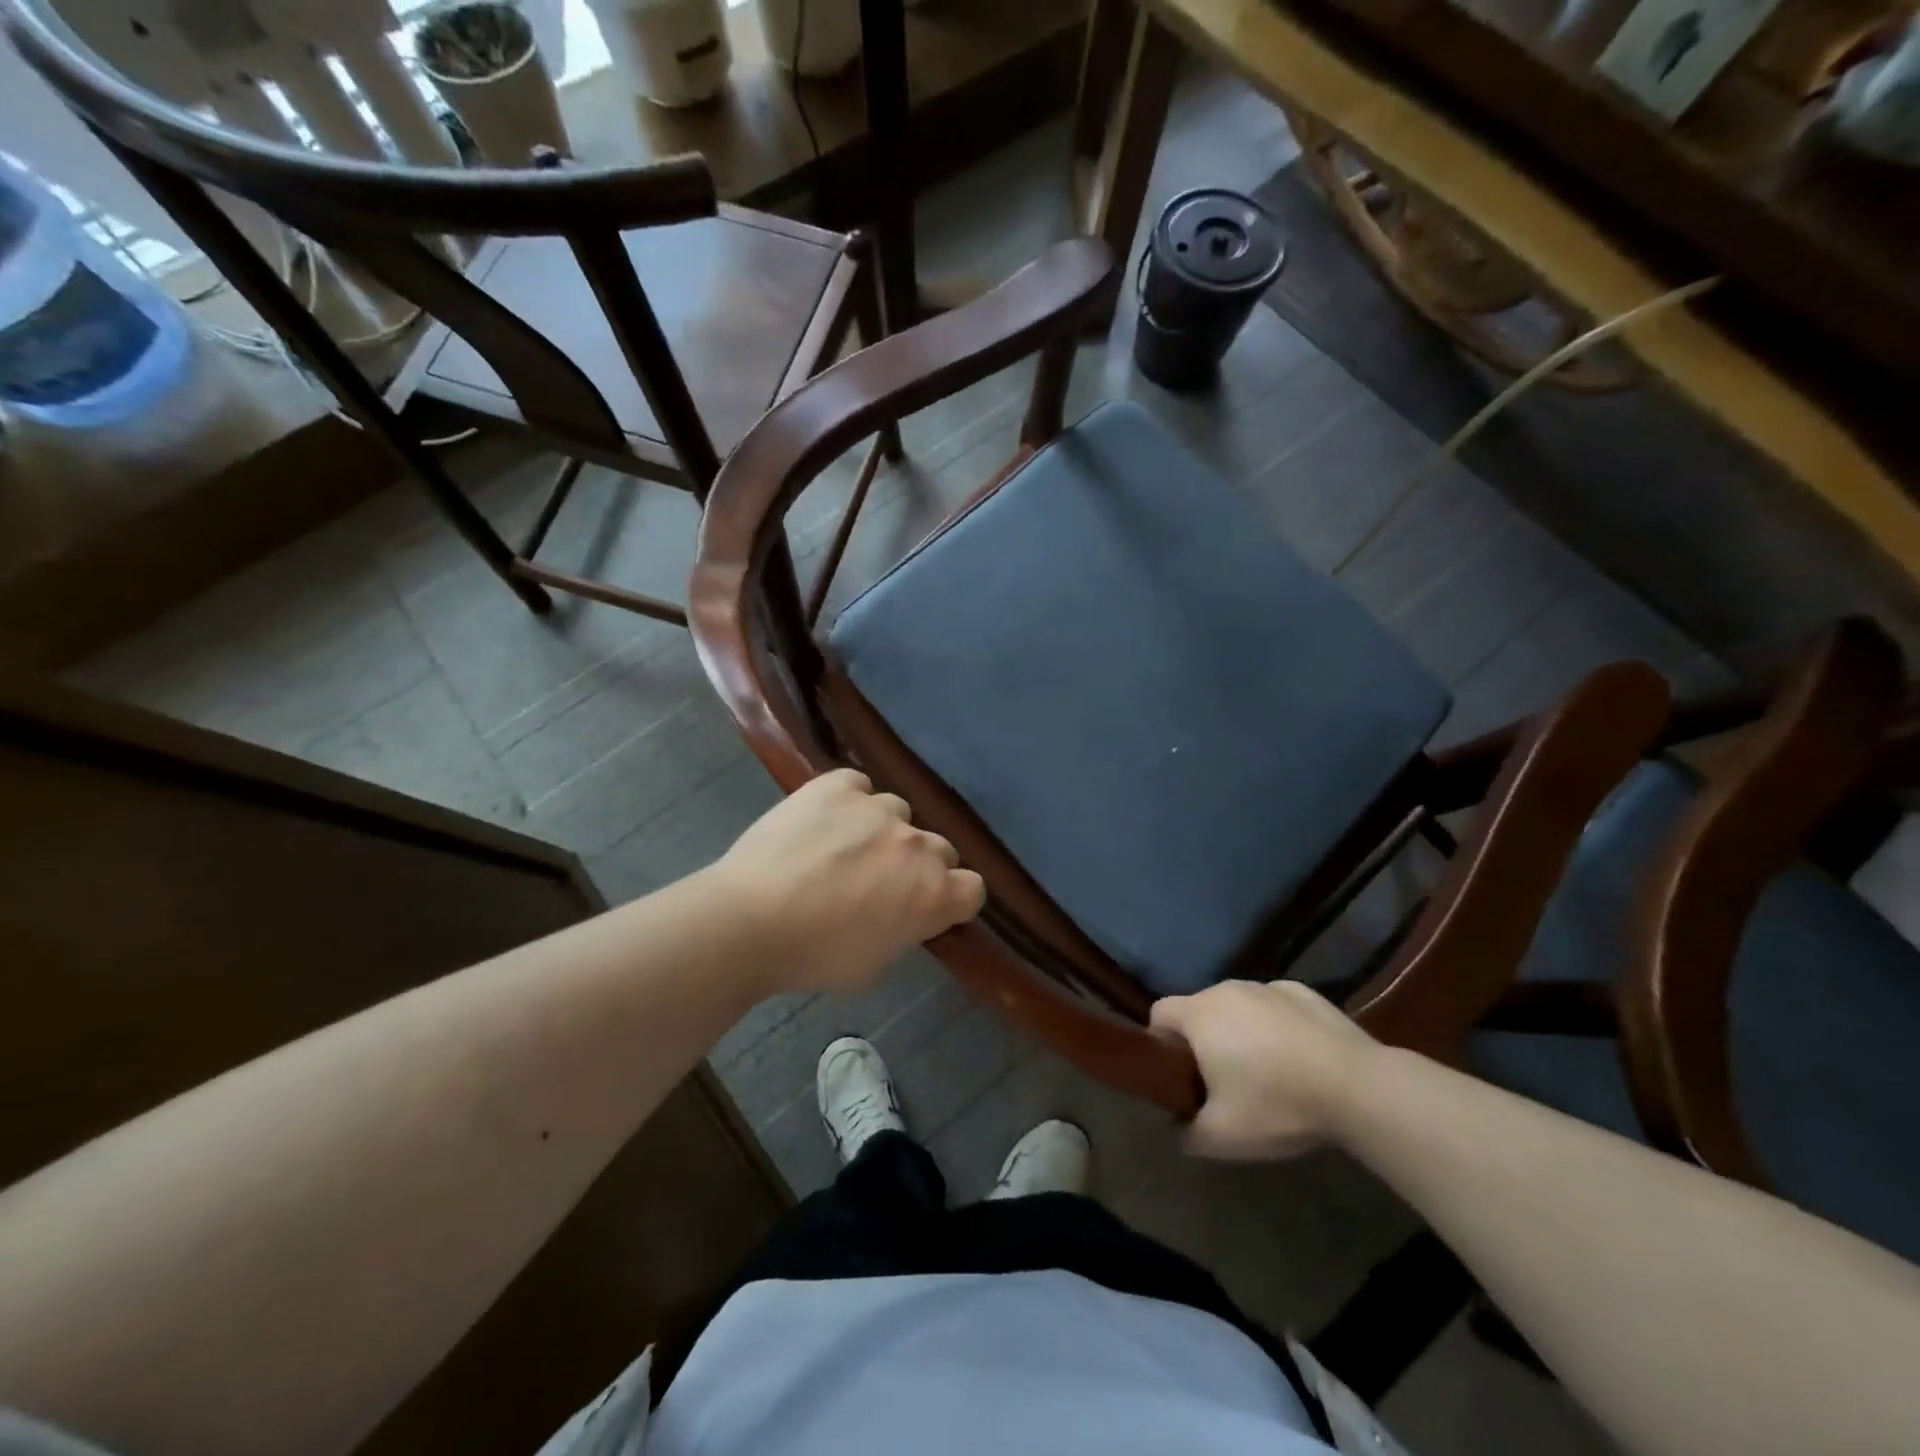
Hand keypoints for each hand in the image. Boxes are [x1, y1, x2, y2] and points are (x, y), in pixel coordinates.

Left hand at [711, 768, 985, 994]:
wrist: (750, 920)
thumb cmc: (814, 957)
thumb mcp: (875, 965)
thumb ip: (905, 931)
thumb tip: (902, 914)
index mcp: (934, 893)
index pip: (973, 887)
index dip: (952, 899)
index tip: (927, 909)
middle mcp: (917, 843)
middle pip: (939, 848)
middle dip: (917, 864)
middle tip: (879, 882)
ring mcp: (878, 807)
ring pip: (898, 813)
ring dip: (882, 830)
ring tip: (842, 847)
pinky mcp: (838, 785)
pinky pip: (858, 786)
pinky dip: (847, 800)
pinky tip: (822, 820)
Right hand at [1150, 980, 1377, 1160]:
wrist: (1356, 1086)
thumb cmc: (1276, 1103)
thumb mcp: (1223, 1136)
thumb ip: (1189, 1133)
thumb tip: (1179, 1130)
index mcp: (1199, 1014)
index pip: (1159, 1013)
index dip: (1160, 1042)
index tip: (1178, 1073)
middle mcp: (1227, 989)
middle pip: (1199, 1009)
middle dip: (1203, 1039)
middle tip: (1222, 1080)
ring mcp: (1267, 987)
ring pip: (1238, 1006)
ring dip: (1240, 1030)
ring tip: (1266, 1070)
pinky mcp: (1302, 991)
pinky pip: (1274, 1007)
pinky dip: (1276, 1025)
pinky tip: (1299, 1057)